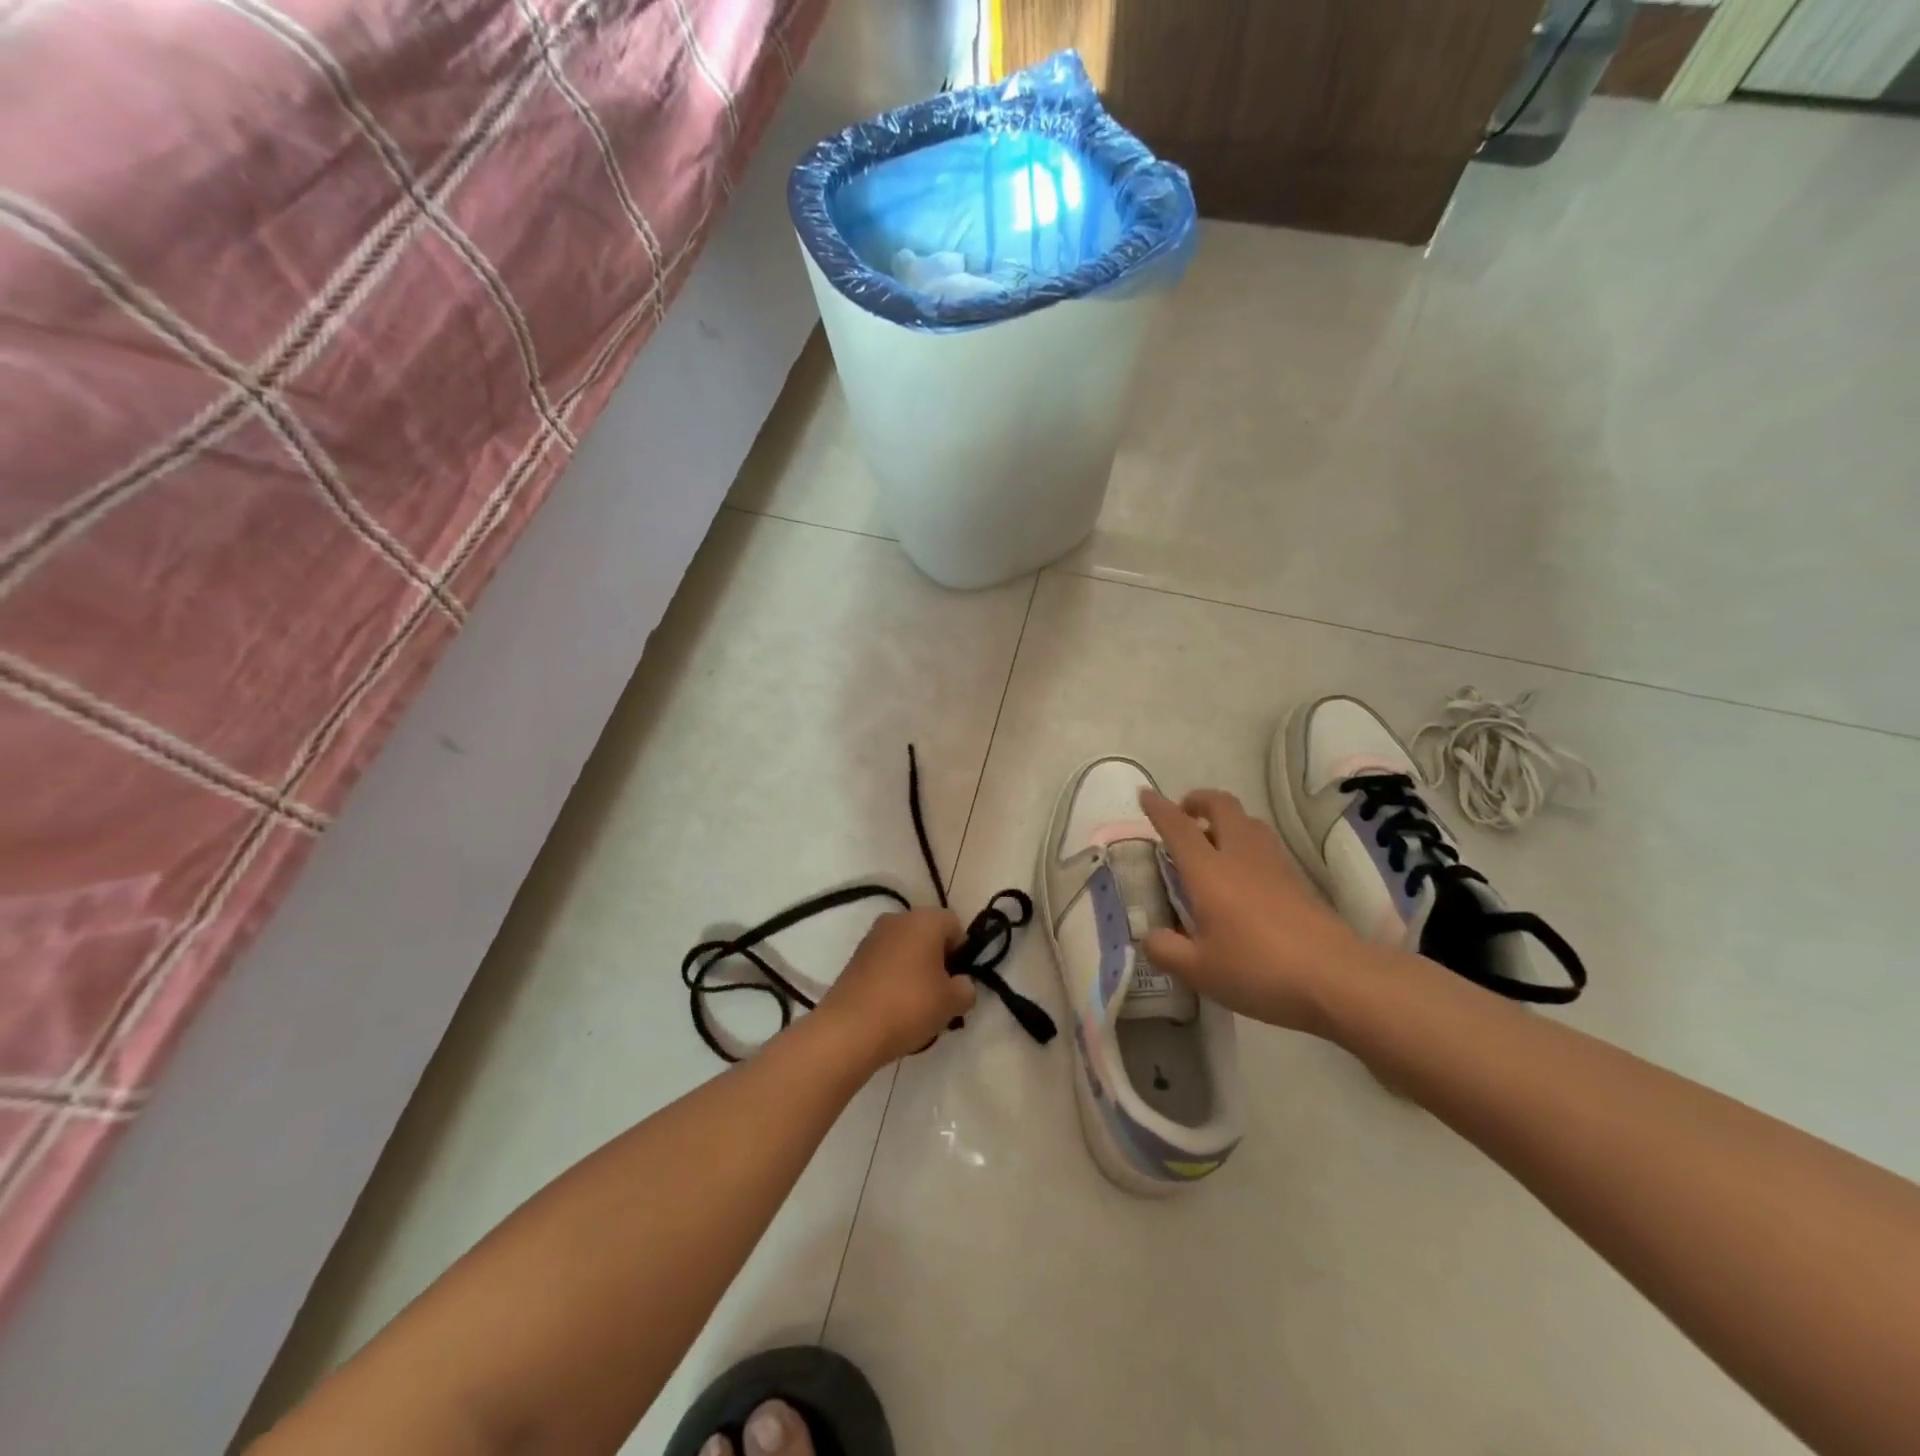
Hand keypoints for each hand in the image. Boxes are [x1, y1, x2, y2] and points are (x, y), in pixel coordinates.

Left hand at [815, 908, 975, 1065]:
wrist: (850, 1028)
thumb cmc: (909, 1005)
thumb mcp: (952, 1002)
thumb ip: (966, 988)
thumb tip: (961, 984)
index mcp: (925, 919)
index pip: (955, 925)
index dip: (962, 952)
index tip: (959, 980)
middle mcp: (897, 919)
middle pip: (928, 934)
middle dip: (938, 960)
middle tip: (941, 993)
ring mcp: (872, 937)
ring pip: (906, 948)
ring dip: (915, 968)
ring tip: (917, 1004)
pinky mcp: (855, 958)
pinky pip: (885, 961)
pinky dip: (894, 977)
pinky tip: (894, 1006)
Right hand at [1139, 787, 1376, 1034]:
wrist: (1336, 978)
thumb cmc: (1258, 969)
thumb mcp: (1199, 970)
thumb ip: (1167, 951)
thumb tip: (1151, 937)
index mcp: (1208, 870)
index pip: (1178, 827)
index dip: (1159, 808)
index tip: (1146, 794)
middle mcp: (1240, 855)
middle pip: (1221, 806)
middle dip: (1198, 801)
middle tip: (1183, 814)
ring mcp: (1274, 864)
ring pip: (1248, 821)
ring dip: (1226, 819)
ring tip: (1211, 841)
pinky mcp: (1297, 880)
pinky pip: (1264, 844)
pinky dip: (1246, 842)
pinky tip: (1242, 874)